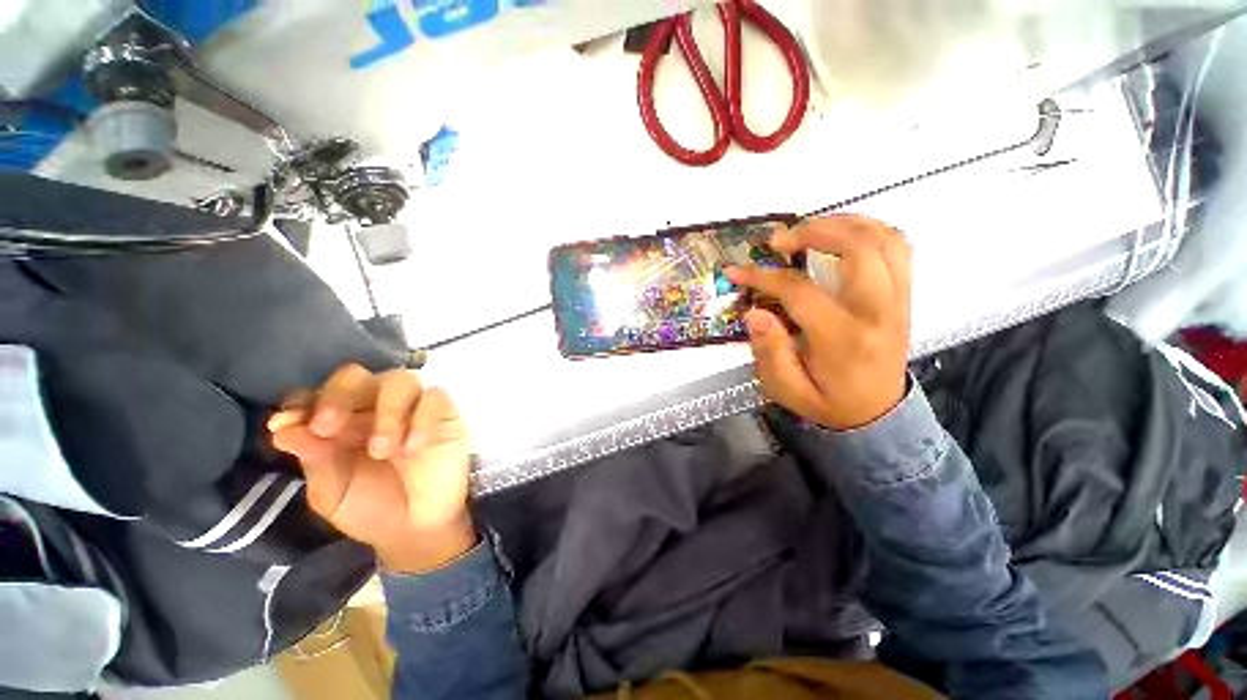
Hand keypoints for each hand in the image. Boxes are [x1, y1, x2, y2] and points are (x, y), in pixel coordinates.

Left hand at [268, 364, 475, 573]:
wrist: (417, 529)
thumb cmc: (370, 509)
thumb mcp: (332, 491)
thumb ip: (313, 458)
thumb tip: (280, 427)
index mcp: (341, 422)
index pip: (320, 393)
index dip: (304, 400)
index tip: (289, 423)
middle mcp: (375, 408)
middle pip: (357, 375)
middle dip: (339, 396)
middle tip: (328, 428)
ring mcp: (413, 408)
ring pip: (399, 380)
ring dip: (386, 411)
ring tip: (382, 449)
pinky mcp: (445, 414)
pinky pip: (435, 397)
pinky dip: (421, 418)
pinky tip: (413, 447)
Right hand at [726, 214, 910, 429]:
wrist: (877, 412)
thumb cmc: (828, 401)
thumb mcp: (788, 389)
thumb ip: (770, 352)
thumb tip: (754, 313)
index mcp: (844, 339)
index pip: (801, 291)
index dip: (764, 276)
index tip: (737, 271)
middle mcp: (878, 312)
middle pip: (857, 249)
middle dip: (813, 232)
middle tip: (779, 239)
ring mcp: (898, 299)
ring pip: (884, 239)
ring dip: (844, 223)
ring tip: (809, 227)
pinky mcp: (904, 294)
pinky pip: (897, 247)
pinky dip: (869, 229)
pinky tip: (842, 233)